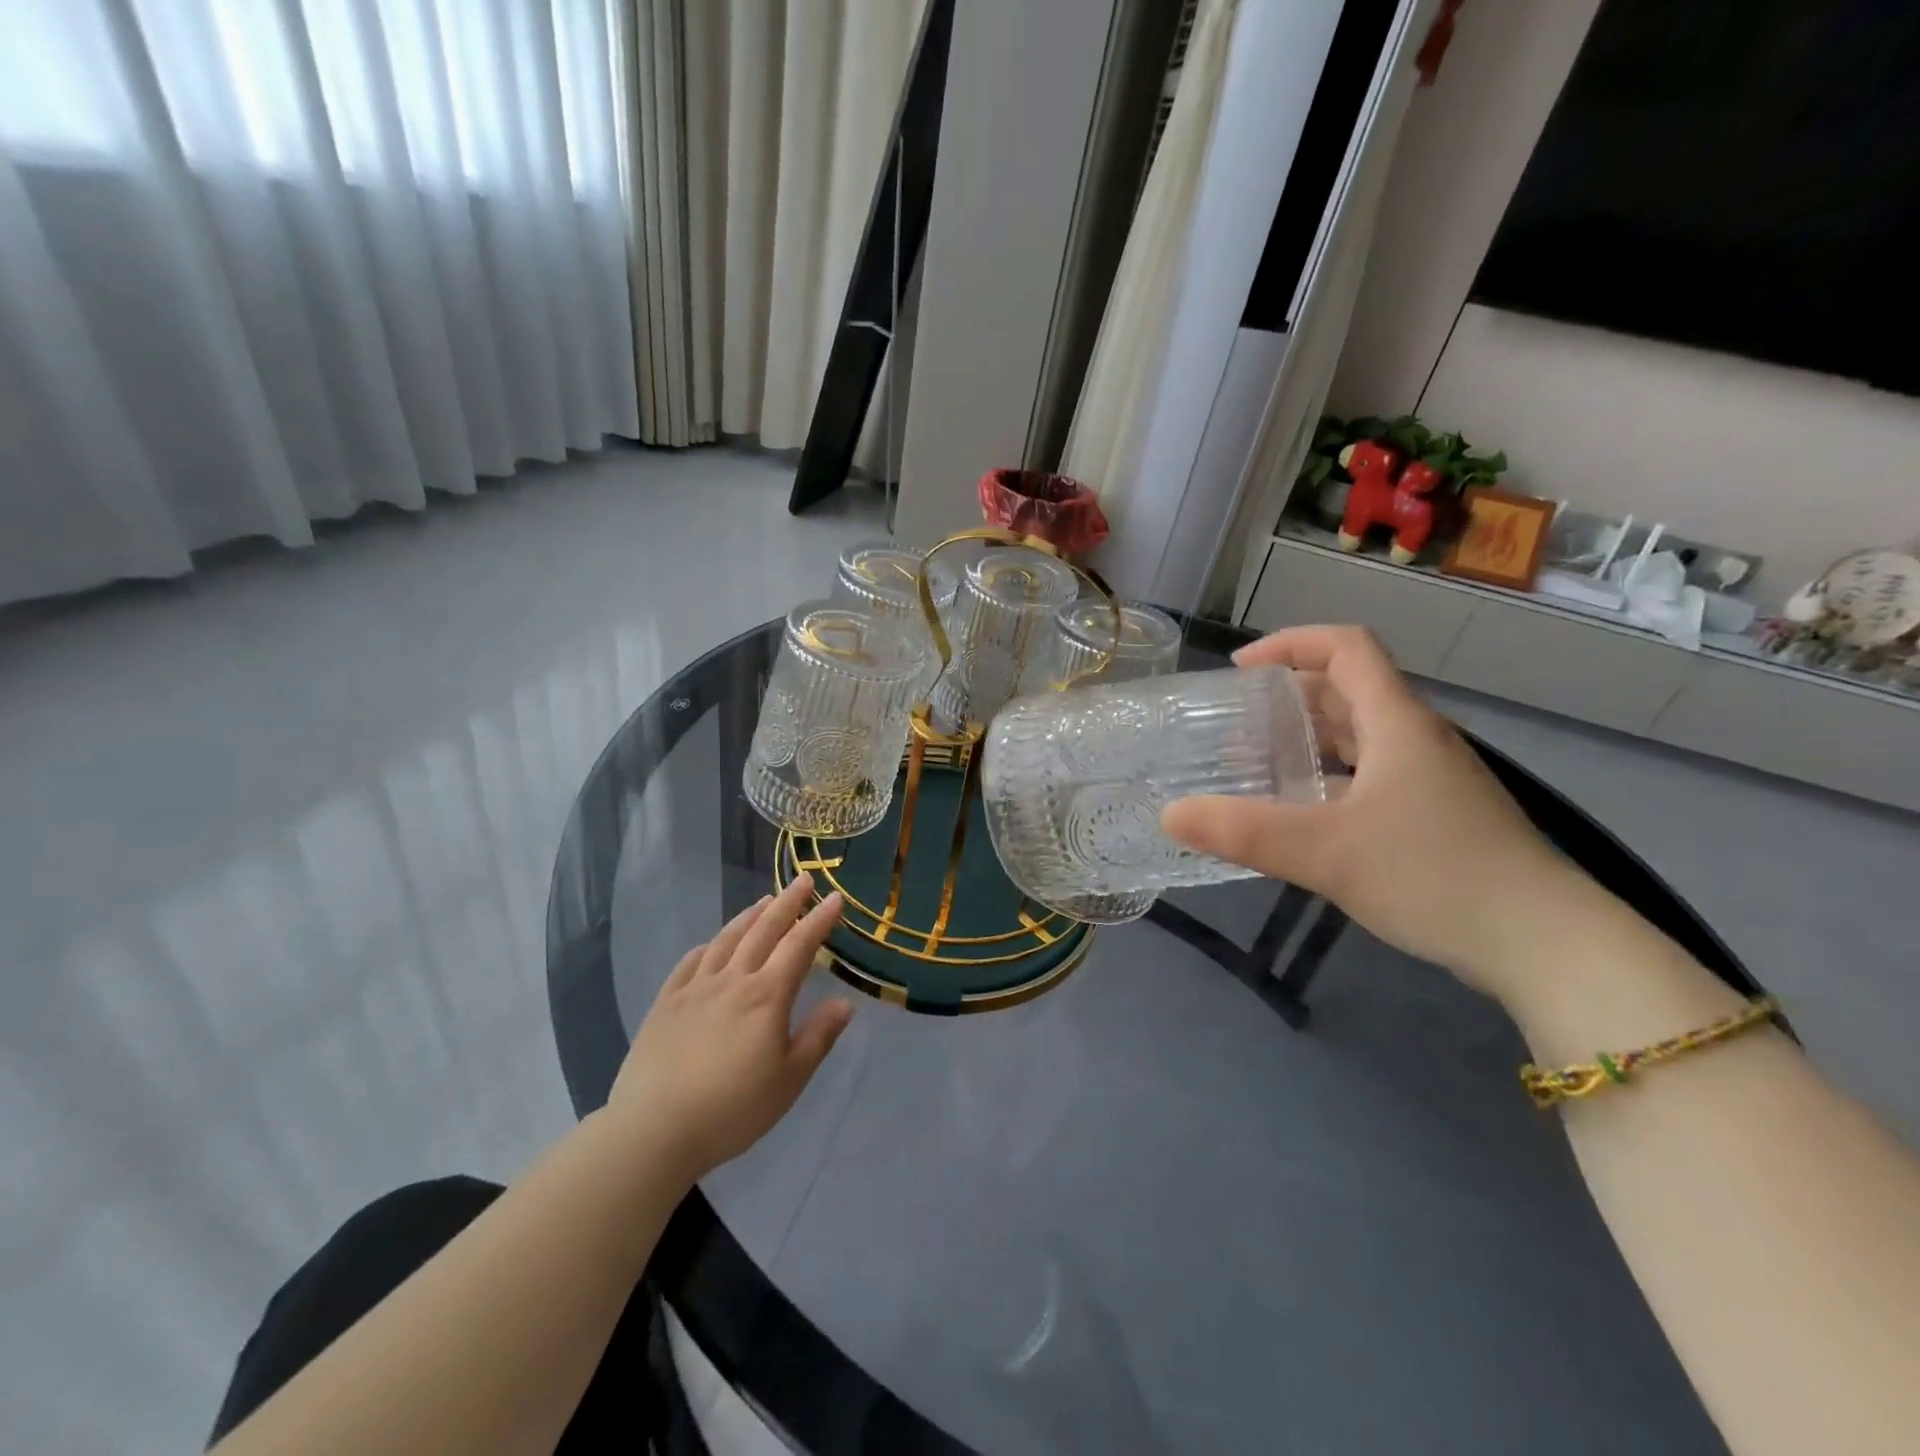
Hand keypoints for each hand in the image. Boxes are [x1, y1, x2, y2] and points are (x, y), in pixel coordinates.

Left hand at [607, 875, 852, 1180]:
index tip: (836, 897)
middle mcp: (732, 980)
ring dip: (749, 916)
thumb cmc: (732, 1109)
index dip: (819, 919)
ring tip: (764, 901)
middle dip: (787, 903)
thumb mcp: (789, 1080)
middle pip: (764, 931)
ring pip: (727, 940)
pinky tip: (712, 943)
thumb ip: (818, 1037)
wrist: (654, 1130)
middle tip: (803, 880)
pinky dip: (708, 945)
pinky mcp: (665, 1004)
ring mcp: (695, 989)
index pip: (799, 946)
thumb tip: (845, 1003)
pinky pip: (690, 962)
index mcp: (767, 996)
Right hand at [1161, 626, 1598, 1001]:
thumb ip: (1244, 832)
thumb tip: (1169, 814)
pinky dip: (1331, 775)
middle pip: (1350, 689)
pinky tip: (1306, 814)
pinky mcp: (1439, 816)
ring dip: (1309, 736)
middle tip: (1236, 721)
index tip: (1239, 671)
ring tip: (1259, 762)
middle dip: (1288, 694)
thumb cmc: (1436, 876)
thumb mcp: (1326, 853)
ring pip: (1362, 734)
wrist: (1546, 945)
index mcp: (1397, 723)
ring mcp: (1433, 779)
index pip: (1346, 648)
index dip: (1290, 643)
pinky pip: (1373, 773)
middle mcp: (1417, 739)